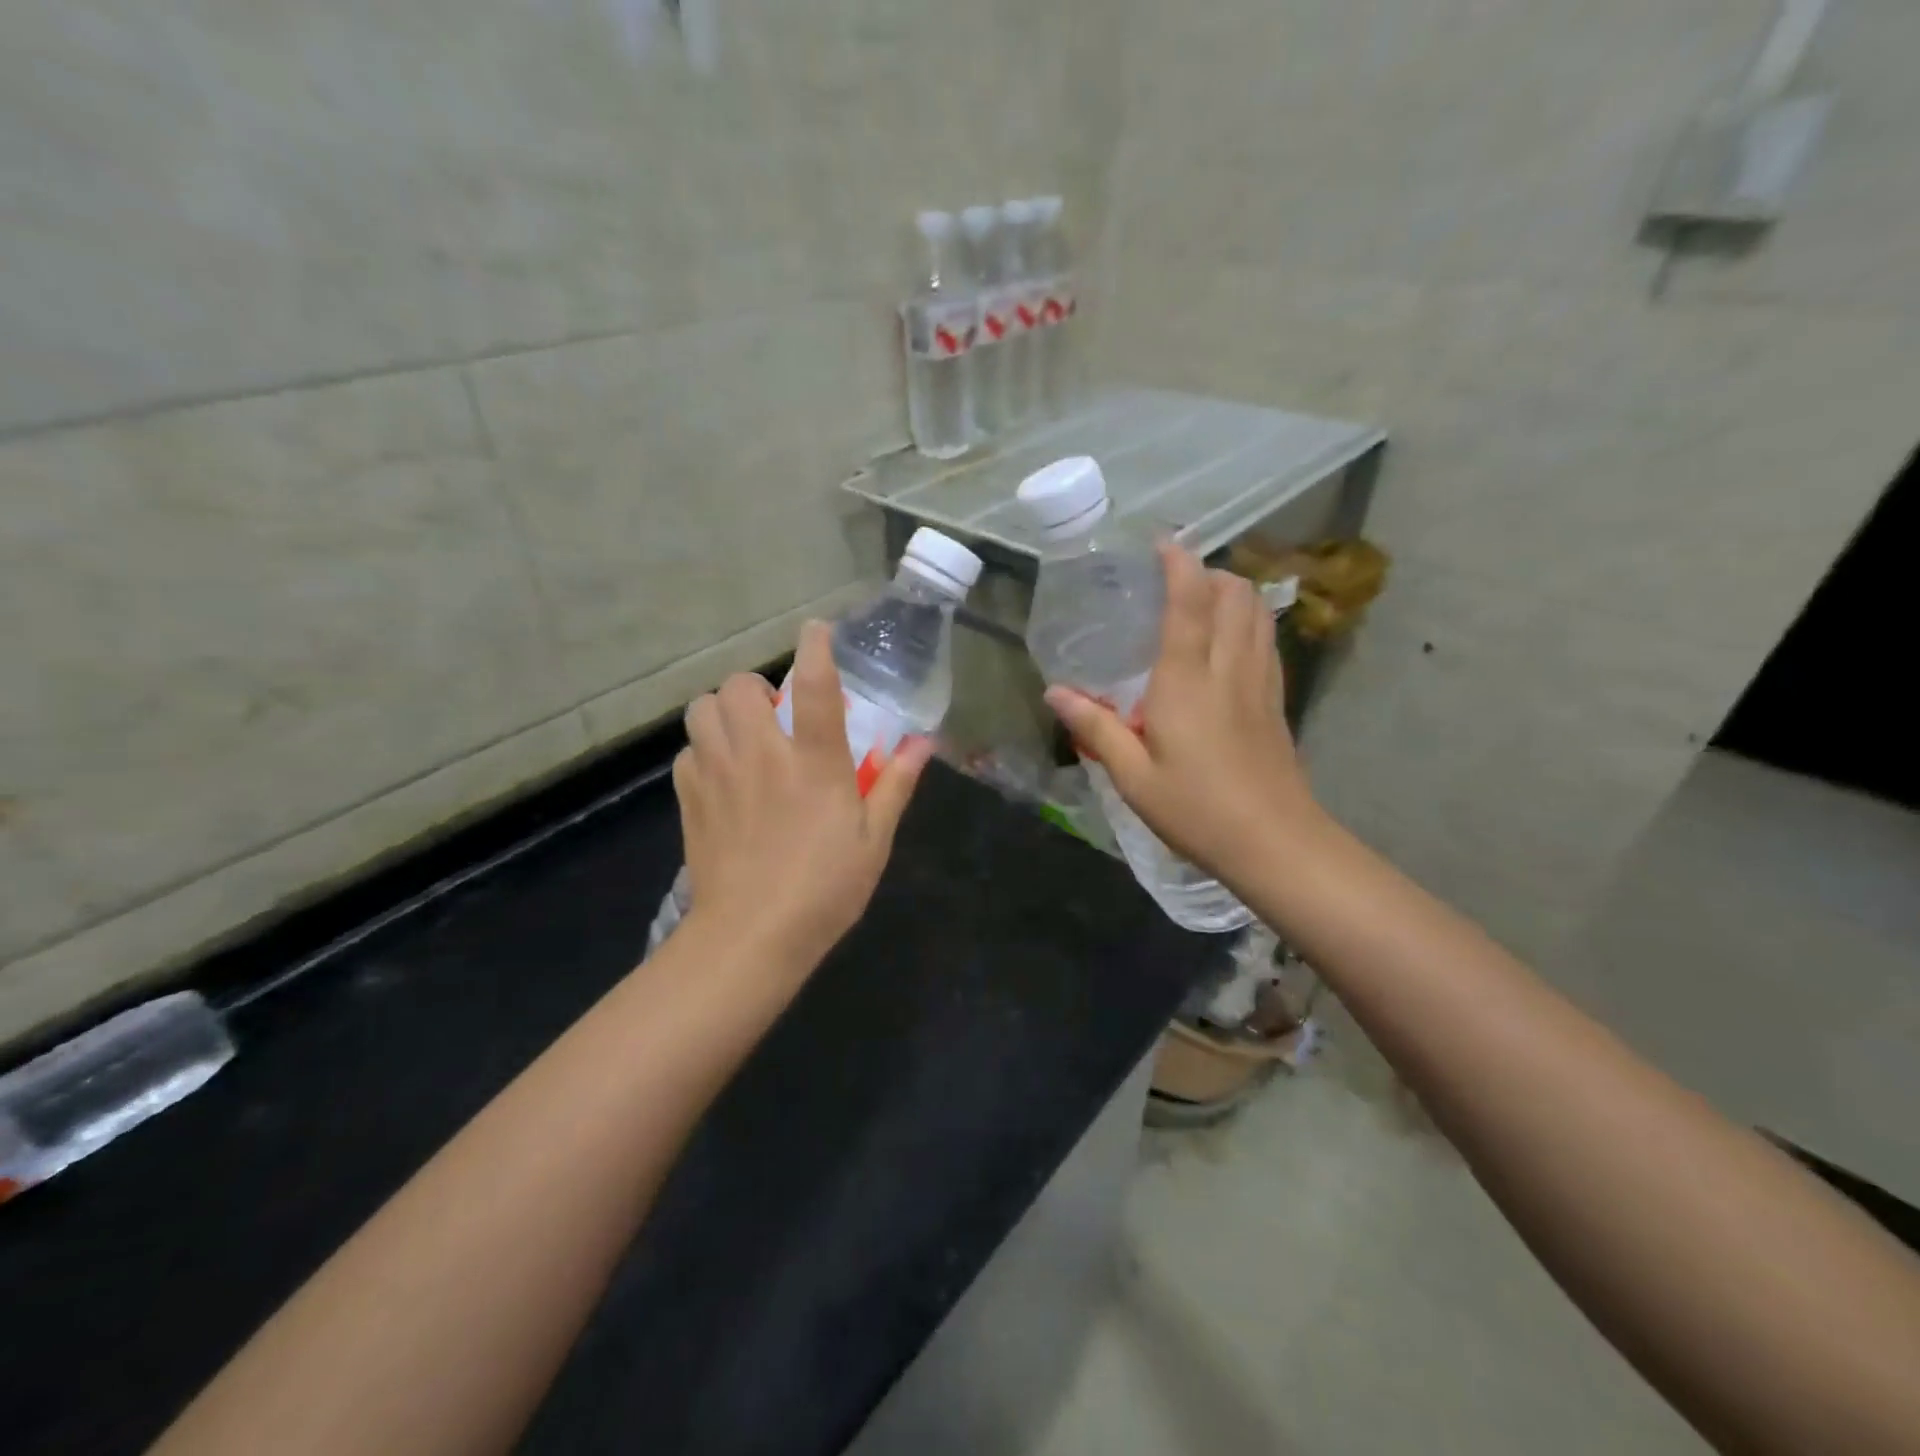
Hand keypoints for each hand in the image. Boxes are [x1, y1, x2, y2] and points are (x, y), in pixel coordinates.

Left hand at [673, 621, 931, 974]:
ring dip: (723, 713)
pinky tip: (723, 777)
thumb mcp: (874, 838)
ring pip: (701, 710)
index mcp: (814, 763)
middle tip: (775, 718)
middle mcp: (761, 755)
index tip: (816, 631)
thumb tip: (924, 743)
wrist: (752, 936)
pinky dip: (704, 751)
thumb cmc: (825, 889)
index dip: (815, 647)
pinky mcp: (690, 798)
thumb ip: (897, 783)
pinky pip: (687, 751)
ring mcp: (719, 774)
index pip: (815, 686)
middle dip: (756, 689)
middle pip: (739, 687)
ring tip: (744, 738)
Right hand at [1044, 540, 1323, 887]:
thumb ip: (1095, 728)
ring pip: (1258, 613)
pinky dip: (1251, 622)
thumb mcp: (1132, 776)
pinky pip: (1267, 642)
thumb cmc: (1196, 809)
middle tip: (1178, 580)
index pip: (1189, 602)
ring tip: (1205, 601)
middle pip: (1235, 595)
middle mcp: (1228, 668)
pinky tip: (1231, 644)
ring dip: (1235, 593)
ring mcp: (1261, 683)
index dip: (1179, 564)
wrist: (1274, 843)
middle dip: (1211, 573)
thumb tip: (1055, 693)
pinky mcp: (1277, 702)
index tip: (1163, 542)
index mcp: (1187, 680)